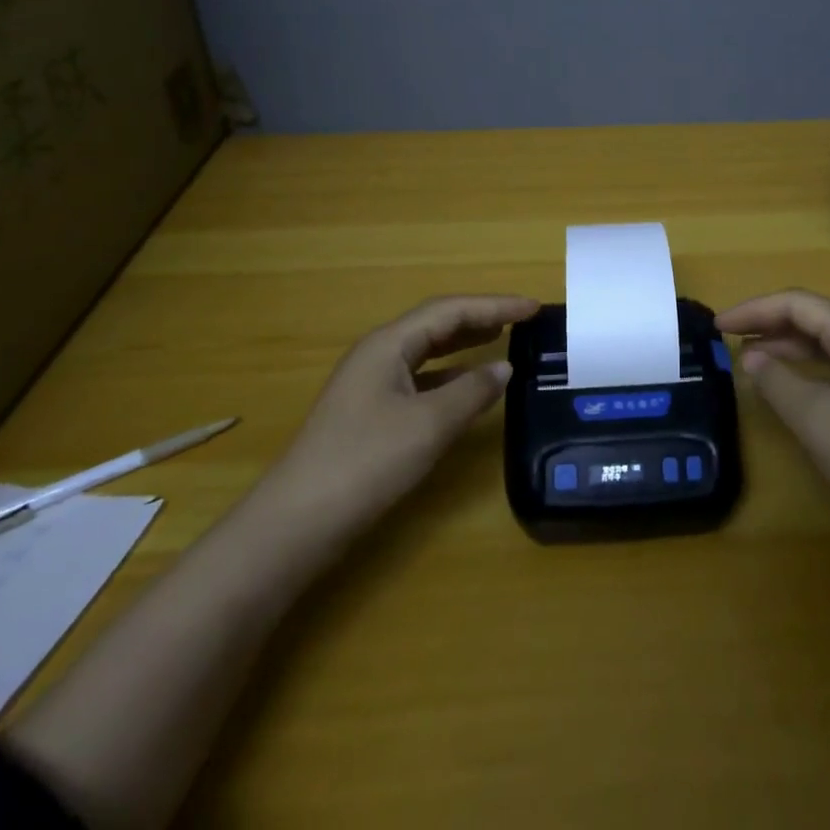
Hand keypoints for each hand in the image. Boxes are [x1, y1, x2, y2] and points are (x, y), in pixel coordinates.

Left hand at [270, 295, 538, 540]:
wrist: (295, 524)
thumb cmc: (365, 463)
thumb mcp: (428, 425)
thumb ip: (472, 392)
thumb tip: (504, 368)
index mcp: (388, 344)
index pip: (450, 310)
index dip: (495, 305)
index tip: (533, 307)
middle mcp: (378, 354)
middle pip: (436, 324)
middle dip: (480, 318)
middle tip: (522, 320)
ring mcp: (370, 384)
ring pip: (426, 351)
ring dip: (464, 344)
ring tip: (501, 340)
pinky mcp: (368, 413)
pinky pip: (419, 378)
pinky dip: (449, 376)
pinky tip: (467, 388)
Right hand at [718, 289, 829, 554]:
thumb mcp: (819, 420)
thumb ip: (778, 383)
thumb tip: (752, 357)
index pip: (797, 303)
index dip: (754, 309)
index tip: (717, 326)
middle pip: (812, 319)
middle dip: (768, 325)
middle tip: (728, 342)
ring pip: (825, 346)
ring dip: (786, 349)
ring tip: (750, 363)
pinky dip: (806, 373)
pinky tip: (791, 392)